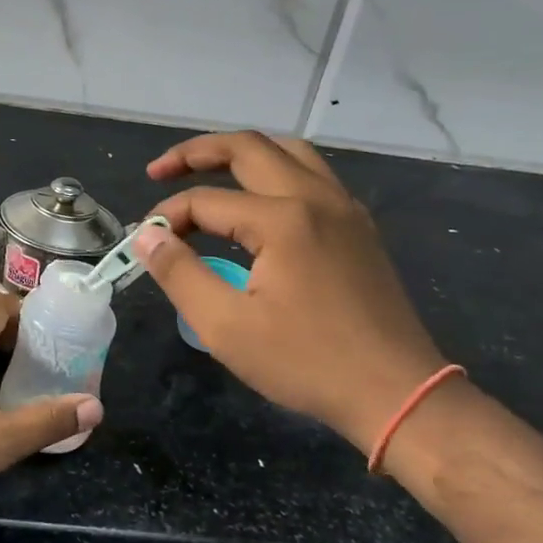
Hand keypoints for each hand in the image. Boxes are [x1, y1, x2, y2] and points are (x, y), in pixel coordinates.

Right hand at [135, 132, 449, 451]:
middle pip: (248, 148)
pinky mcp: (358, 227)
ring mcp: (344, 209)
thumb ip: (179, 273)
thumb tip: (146, 236)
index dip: (167, 217)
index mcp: (282, 219)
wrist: (398, 394)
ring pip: (287, 152)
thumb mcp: (226, 326)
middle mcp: (315, 198)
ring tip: (206, 171)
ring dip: (240, 153)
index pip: (206, 201)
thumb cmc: (306, 363)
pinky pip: (312, 174)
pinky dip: (275, 170)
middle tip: (159, 171)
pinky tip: (258, 200)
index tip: (144, 243)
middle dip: (196, 153)